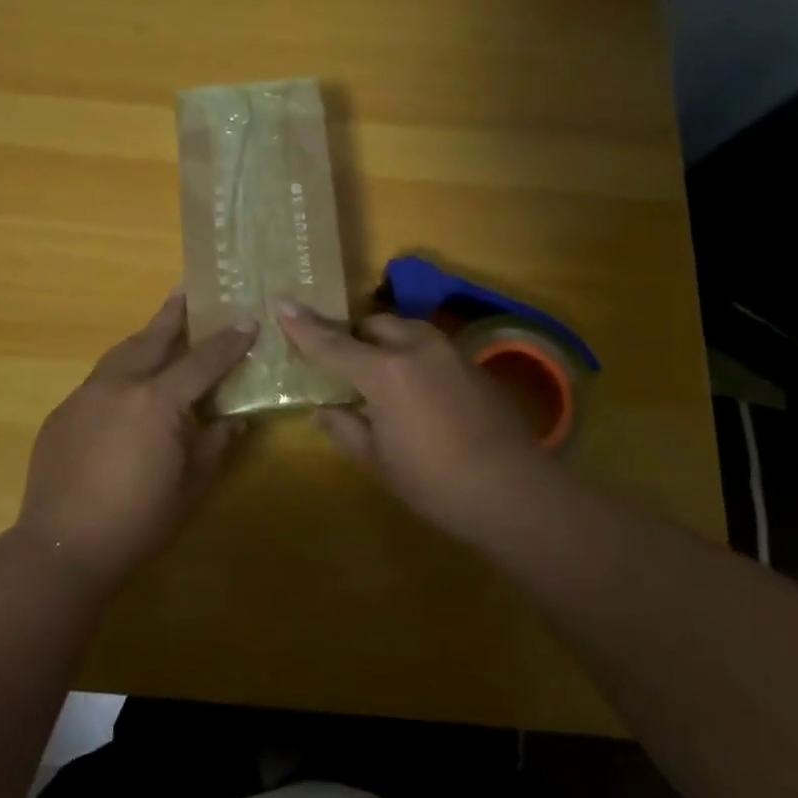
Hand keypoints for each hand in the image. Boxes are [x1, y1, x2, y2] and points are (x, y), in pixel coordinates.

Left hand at [17, 290, 256, 592]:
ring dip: (143, 337)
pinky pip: (99, 380)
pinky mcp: (63, 412)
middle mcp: (120, 385)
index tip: (247, 321)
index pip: (202, 361)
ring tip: (158, 328)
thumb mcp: (190, 487)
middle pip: (153, 338)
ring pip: (120, 353)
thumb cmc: (137, 521)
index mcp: (158, 400)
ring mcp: (86, 395)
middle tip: (188, 291)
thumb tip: (233, 421)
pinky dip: (120, 371)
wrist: (61, 547)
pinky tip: (125, 387)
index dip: (228, 341)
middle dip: (174, 314)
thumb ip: (214, 446)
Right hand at [277, 303, 556, 545]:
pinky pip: (431, 348)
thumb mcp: (380, 462)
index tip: (283, 305)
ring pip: (406, 331)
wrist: (515, 492)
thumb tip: (321, 412)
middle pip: (374, 325)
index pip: (332, 344)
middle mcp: (415, 348)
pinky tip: (419, 392)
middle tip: (342, 364)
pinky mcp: (473, 365)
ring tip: (380, 375)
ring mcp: (449, 352)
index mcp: (384, 372)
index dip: (304, 327)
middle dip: (354, 337)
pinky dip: (413, 358)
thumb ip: (346, 429)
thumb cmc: (436, 483)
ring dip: (386, 343)